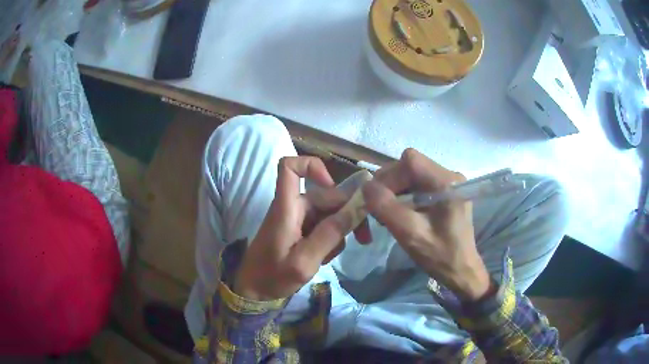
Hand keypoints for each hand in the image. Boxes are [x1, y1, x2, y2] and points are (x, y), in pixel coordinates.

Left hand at [235, 156, 359, 300]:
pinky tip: (324, 257)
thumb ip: (329, 236)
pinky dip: (330, 239)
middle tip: (364, 239)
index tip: (333, 186)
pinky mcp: (300, 230)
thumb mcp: (303, 262)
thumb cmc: (272, 277)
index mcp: (286, 208)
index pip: (290, 167)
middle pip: (326, 195)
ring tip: (331, 256)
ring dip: (338, 232)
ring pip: (328, 213)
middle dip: (348, 214)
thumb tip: (356, 209)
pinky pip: (323, 226)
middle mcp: (292, 207)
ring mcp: (297, 219)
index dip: (312, 166)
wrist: (254, 291)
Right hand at [363, 149, 490, 301]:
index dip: (389, 176)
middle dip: (390, 185)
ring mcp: (448, 183)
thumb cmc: (440, 255)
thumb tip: (366, 185)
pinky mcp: (446, 191)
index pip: (410, 160)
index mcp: (446, 182)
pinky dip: (404, 196)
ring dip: (396, 191)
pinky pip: (418, 184)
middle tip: (380, 210)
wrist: (461, 270)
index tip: (378, 200)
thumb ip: (386, 207)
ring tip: (389, 214)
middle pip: (410, 166)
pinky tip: (401, 213)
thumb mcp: (410, 233)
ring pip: (412, 175)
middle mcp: (449, 175)